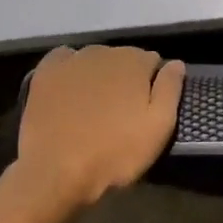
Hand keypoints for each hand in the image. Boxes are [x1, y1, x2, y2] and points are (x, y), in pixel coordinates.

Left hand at [15, 44, 185, 209]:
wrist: (56, 172)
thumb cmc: (113, 153)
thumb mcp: (158, 128)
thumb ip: (171, 89)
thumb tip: (176, 63)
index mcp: (136, 61)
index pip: (152, 62)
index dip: (151, 85)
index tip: (144, 109)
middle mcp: (106, 51)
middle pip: (123, 59)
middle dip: (125, 79)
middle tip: (119, 113)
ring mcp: (73, 59)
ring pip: (95, 60)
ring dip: (98, 75)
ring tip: (93, 107)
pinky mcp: (46, 72)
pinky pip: (63, 59)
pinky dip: (69, 68)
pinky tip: (68, 89)